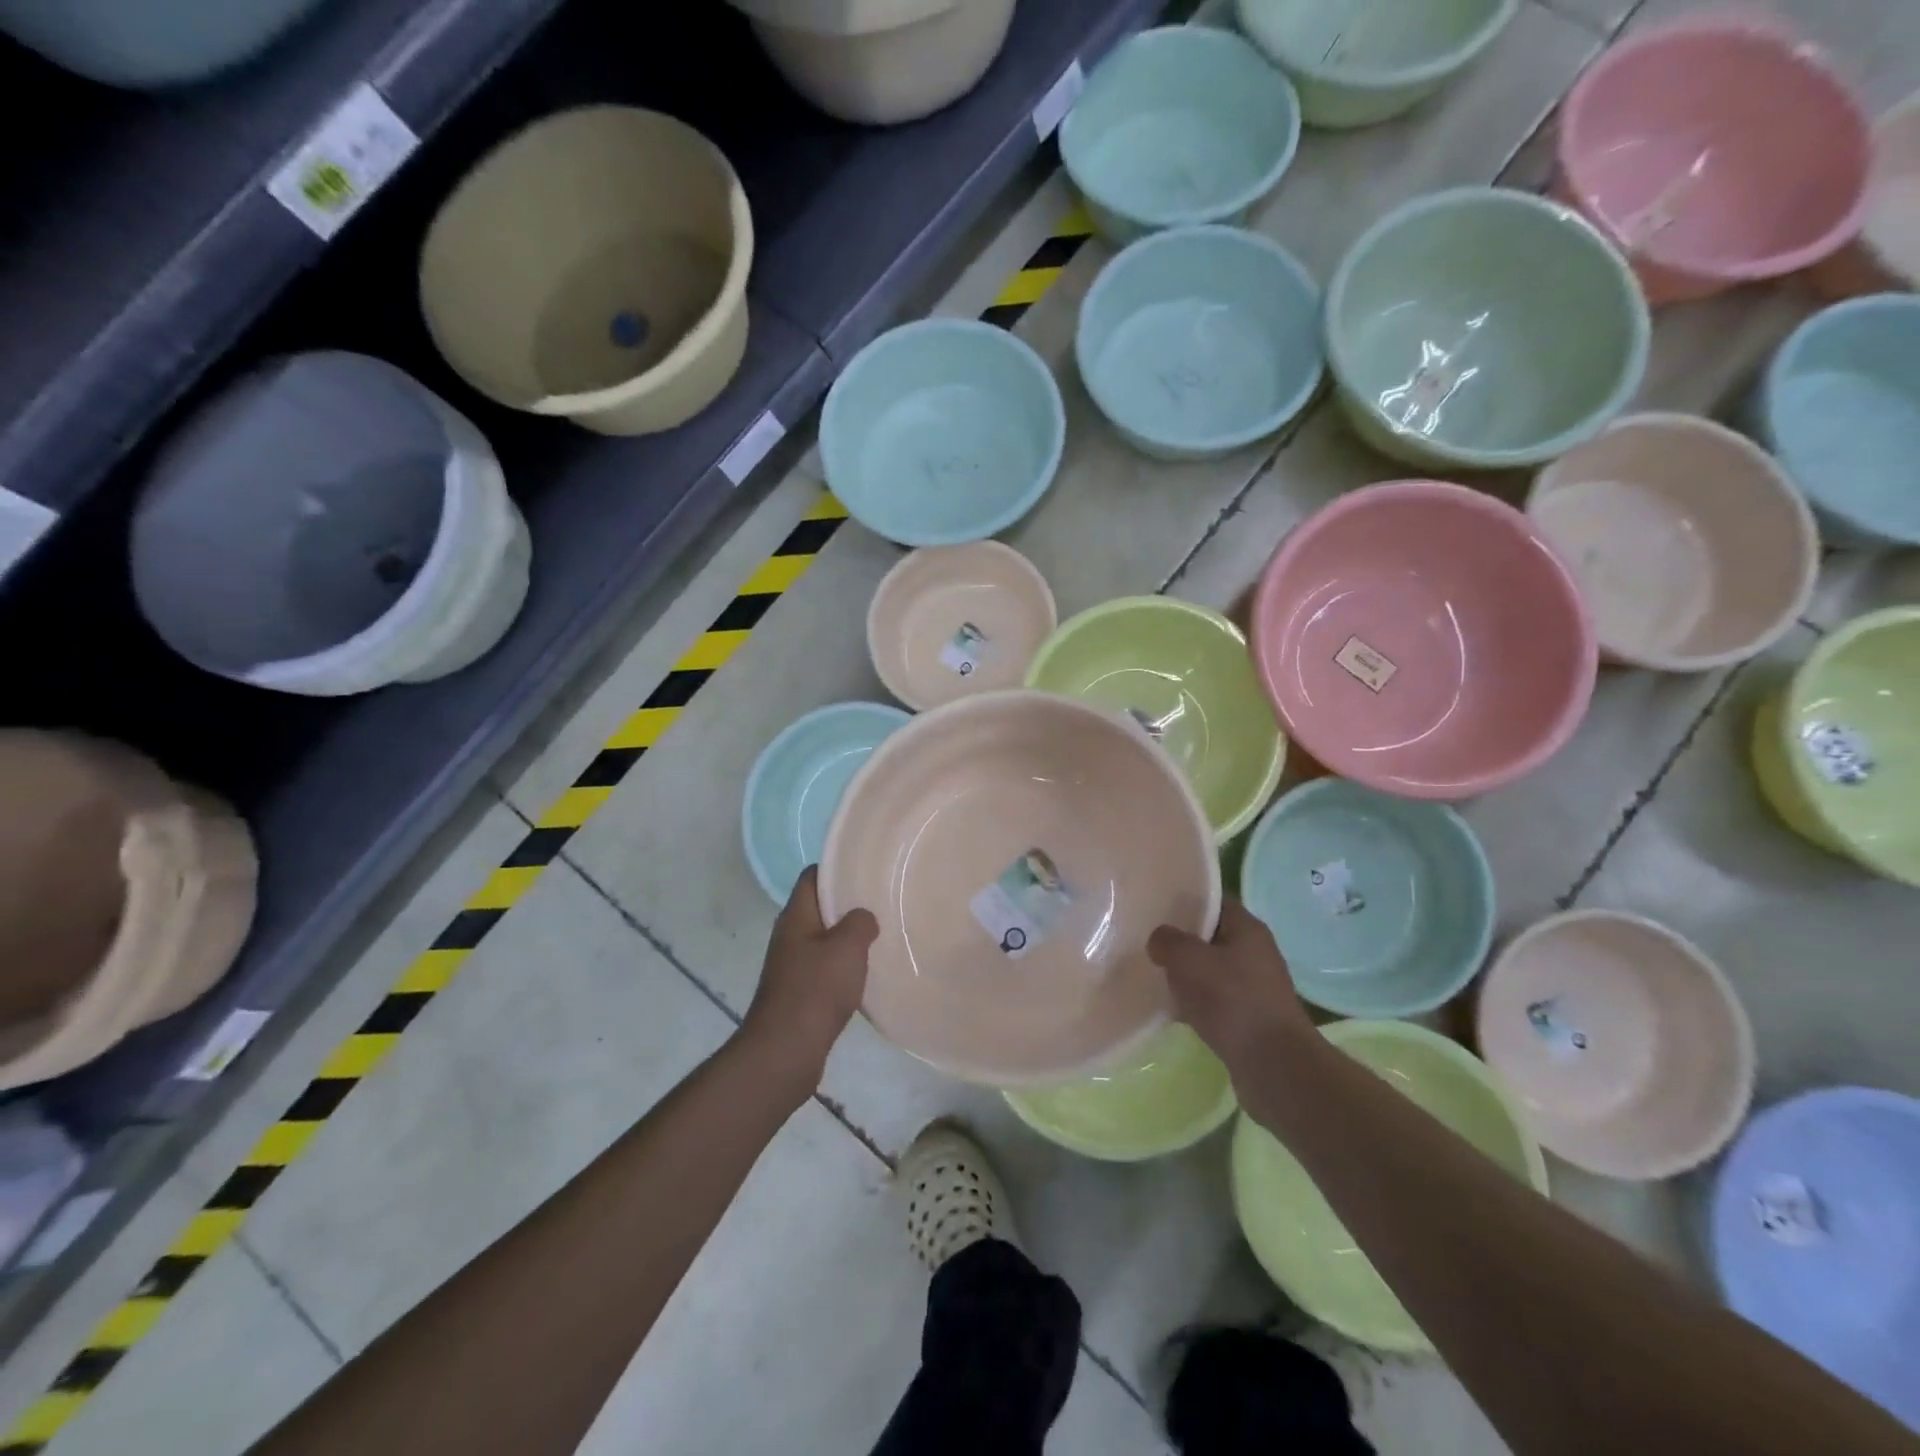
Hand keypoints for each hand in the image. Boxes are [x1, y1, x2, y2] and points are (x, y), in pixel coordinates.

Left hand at [740, 867, 878, 1091]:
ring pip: (823, 940)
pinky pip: (824, 969)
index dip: (836, 869)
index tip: (865, 870)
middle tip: (881, 902)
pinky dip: (843, 967)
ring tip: (880, 936)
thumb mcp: (847, 947)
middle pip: (819, 908)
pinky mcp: (799, 993)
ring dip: (848, 939)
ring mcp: (791, 966)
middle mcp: (789, 936)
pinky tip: (866, 974)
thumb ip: (860, 923)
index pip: (812, 877)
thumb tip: (863, 917)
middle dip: (848, 905)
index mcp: (795, 916)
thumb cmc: (816, 989)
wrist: (786, 1050)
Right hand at [1148, 899, 1315, 1079]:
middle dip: (1181, 940)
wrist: (1273, 1065)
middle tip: (1148, 941)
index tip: (1155, 905)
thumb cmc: (1231, 1000)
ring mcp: (1255, 987)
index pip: (1213, 901)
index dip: (1185, 900)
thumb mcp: (1188, 959)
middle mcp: (1255, 953)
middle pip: (1211, 936)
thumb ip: (1167, 941)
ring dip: (1186, 975)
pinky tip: (1172, 1011)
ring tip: (1154, 976)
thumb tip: (1160, 940)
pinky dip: (1195, 1003)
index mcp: (1247, 928)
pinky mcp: (1250, 1018)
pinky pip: (1215, 1001)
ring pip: (1211, 970)